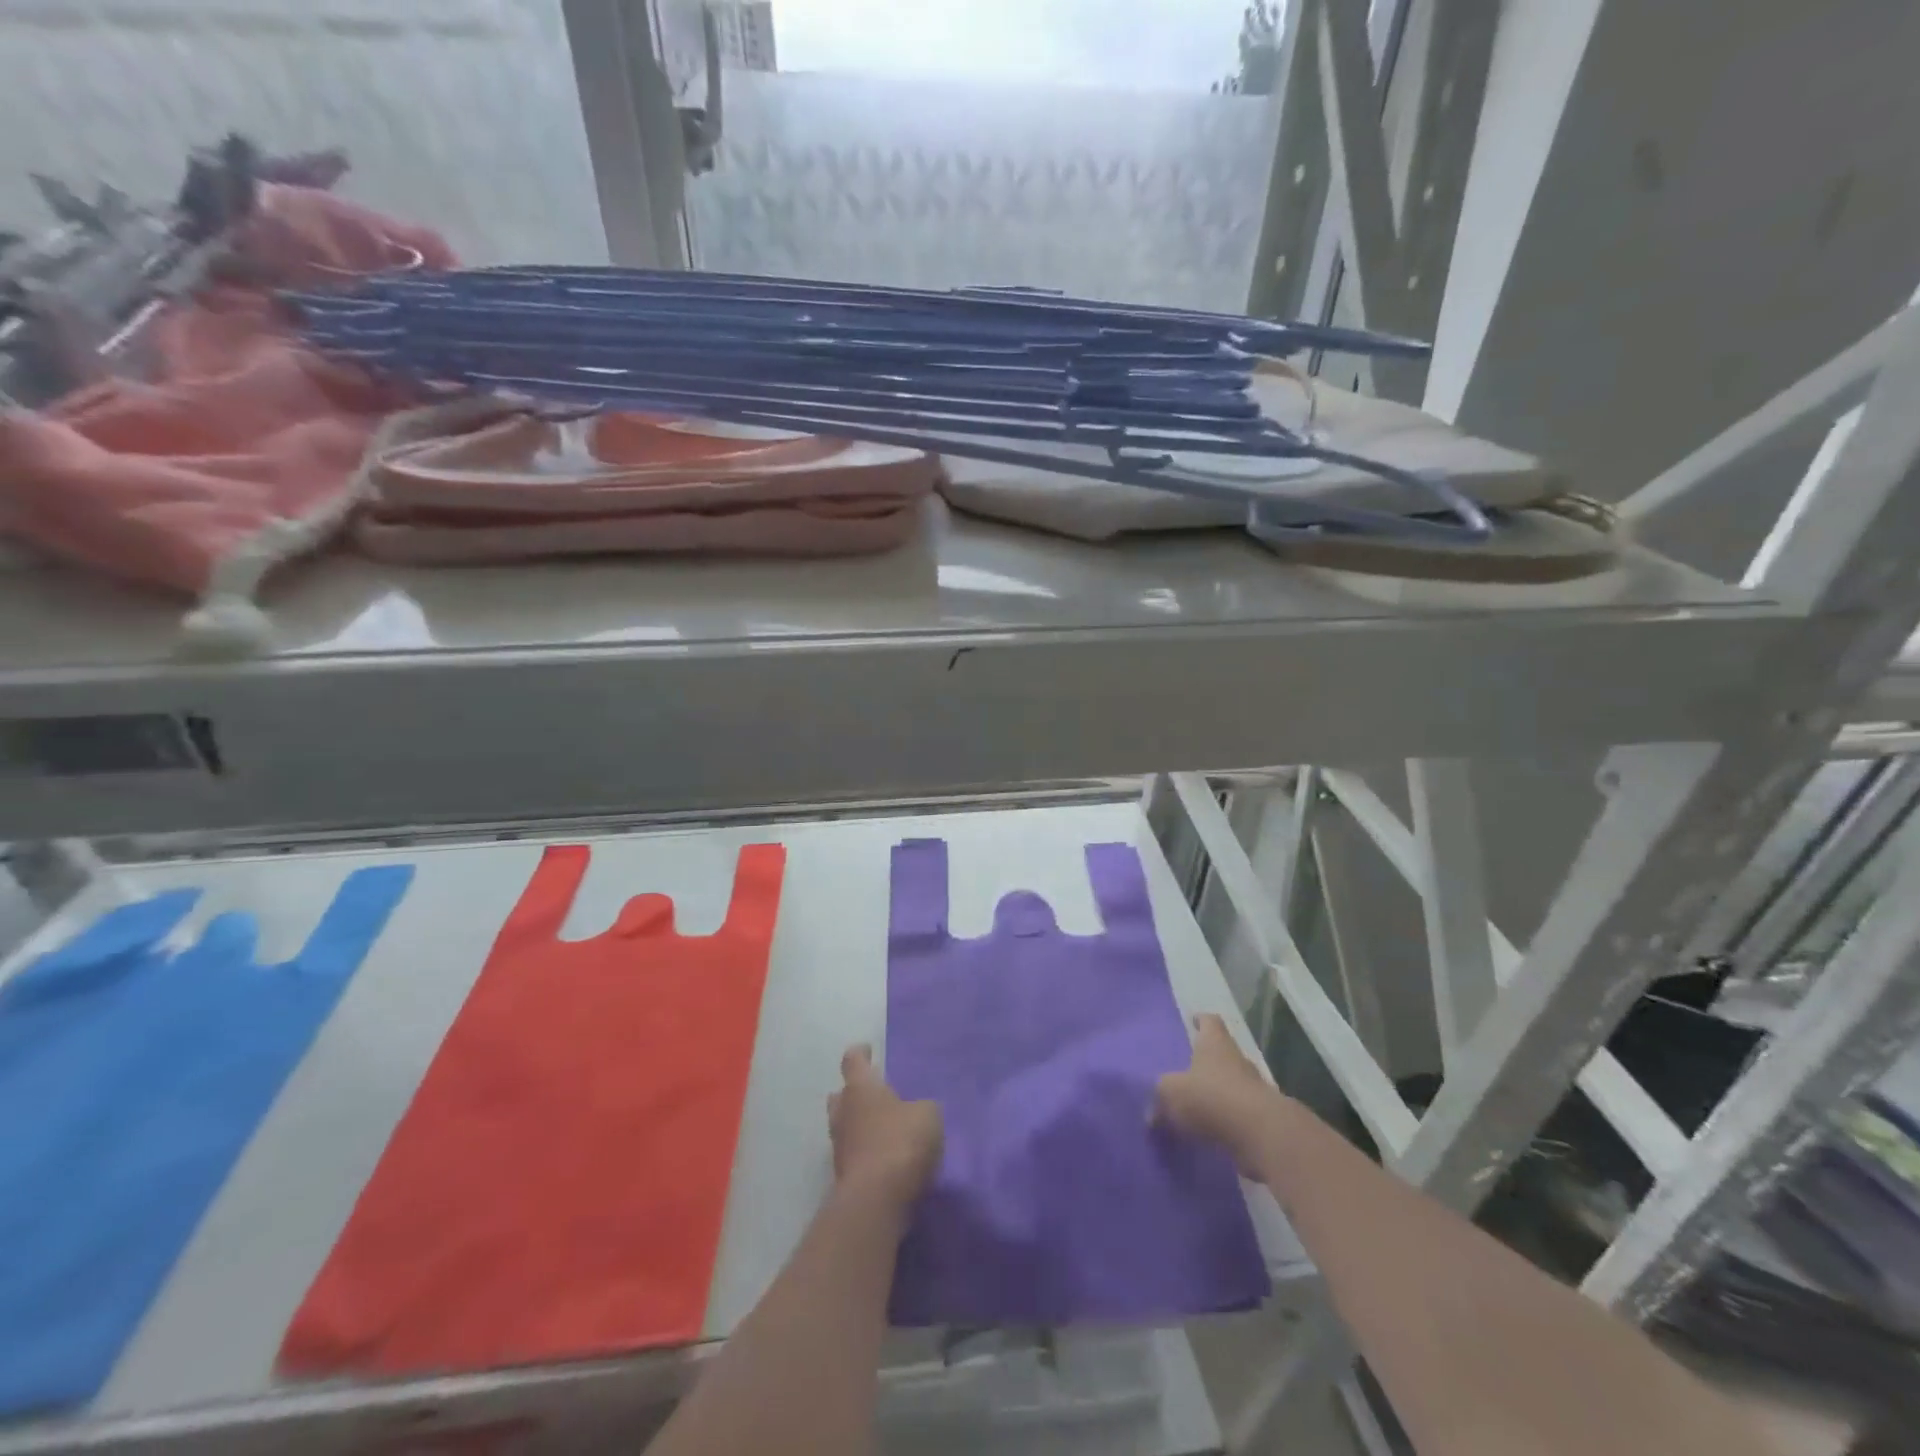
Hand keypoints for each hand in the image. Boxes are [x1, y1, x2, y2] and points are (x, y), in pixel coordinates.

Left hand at [828, 1045, 942, 1212]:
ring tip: (883, 1128)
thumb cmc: (901, 1142)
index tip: (867, 1050)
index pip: (853, 1061)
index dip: (860, 1053)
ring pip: (845, 1127)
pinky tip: (886, 1159)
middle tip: (873, 1094)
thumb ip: (923, 1107)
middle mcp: (844, 1113)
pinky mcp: (844, 1179)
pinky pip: (855, 1156)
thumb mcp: (928, 1115)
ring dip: (859, 1126)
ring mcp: (840, 1148)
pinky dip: (866, 1154)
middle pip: (841, 1096)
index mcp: (861, 1088)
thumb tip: (917, 1112)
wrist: (876, 1201)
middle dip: (853, 1093)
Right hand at [1154, 1014, 1285, 1170]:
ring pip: (1232, 1086)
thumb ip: (1160, 1101)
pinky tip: (1211, 1135)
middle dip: (1207, 1062)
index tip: (1194, 1021)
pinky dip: (1227, 1122)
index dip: (1202, 1020)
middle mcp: (1238, 1060)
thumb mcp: (1170, 1094)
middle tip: (1188, 1072)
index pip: (1211, 1022)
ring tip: (1197, 1108)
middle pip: (1223, 1054)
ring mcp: (1255, 1090)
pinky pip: (1240, 1117)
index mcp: (1215, 1044)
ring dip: (1218, 1095)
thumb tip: (1152, 1116)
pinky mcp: (1264, 1120)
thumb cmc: (1211, 1097)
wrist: (1261, 1135)